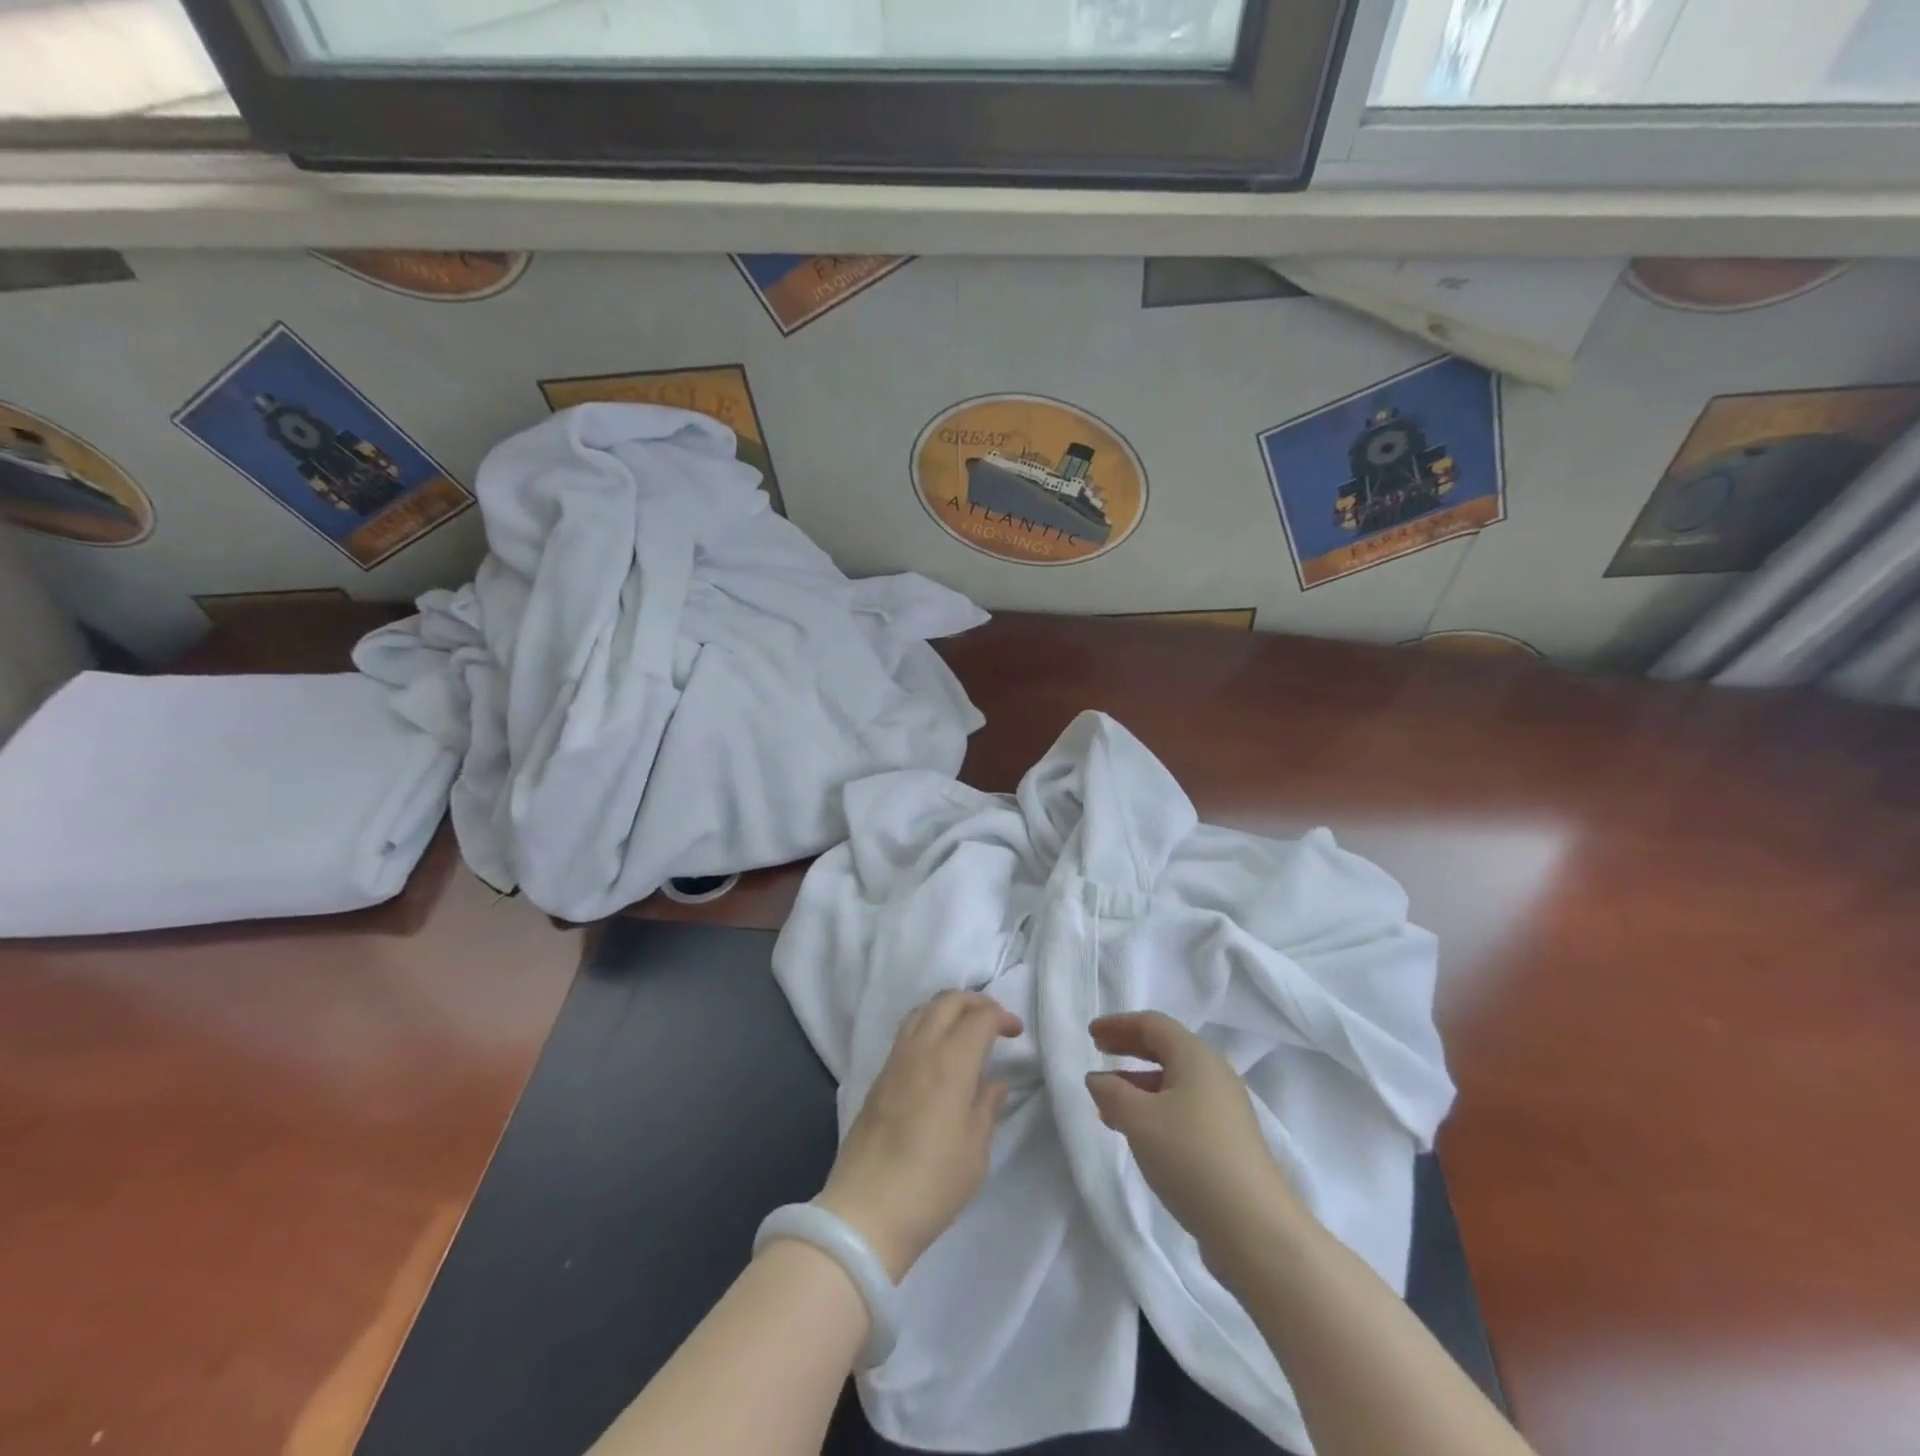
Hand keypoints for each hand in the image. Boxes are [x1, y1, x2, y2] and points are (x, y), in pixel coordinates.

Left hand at [813, 991, 1022, 1281]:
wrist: (866, 1212)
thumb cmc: (932, 1183)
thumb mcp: (976, 1151)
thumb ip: (987, 1106)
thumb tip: (994, 1081)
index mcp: (951, 1062)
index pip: (979, 1017)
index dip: (1002, 1017)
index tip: (1017, 1033)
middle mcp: (921, 1049)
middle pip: (947, 1001)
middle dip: (975, 1002)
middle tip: (995, 1023)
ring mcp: (895, 1061)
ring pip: (922, 1010)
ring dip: (948, 1009)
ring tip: (966, 1031)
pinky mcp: (879, 1077)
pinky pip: (907, 1032)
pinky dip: (928, 1025)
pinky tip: (938, 1052)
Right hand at [1085, 1012, 1303, 1273]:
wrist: (1254, 1229)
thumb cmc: (1191, 1157)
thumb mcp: (1139, 1120)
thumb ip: (1112, 1093)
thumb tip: (1098, 1079)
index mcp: (1196, 1057)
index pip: (1153, 1025)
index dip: (1119, 1024)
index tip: (1091, 1033)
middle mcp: (1215, 1075)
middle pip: (1166, 1049)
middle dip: (1130, 1048)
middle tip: (1098, 1051)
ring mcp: (1225, 1110)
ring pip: (1174, 1082)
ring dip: (1139, 1083)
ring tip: (1107, 1100)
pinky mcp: (1227, 1143)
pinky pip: (1183, 1109)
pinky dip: (1154, 1108)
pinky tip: (1136, 1132)